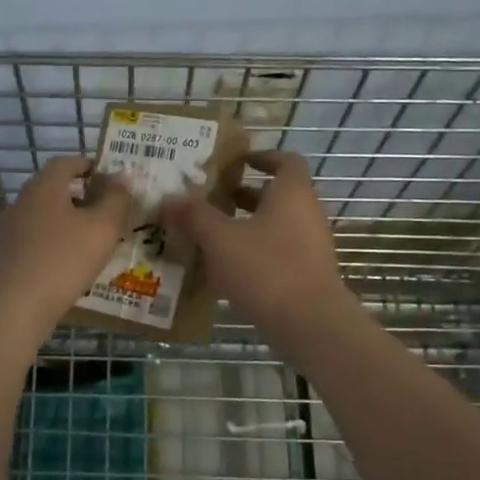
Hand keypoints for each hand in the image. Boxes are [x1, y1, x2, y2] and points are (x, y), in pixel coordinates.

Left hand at [0, 155, 132, 337]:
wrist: (17, 305)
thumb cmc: (64, 259)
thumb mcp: (102, 228)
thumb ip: (117, 199)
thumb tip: (123, 176)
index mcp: (44, 186)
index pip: (66, 162)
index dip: (88, 165)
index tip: (109, 177)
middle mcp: (22, 200)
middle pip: (54, 188)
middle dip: (81, 194)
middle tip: (107, 208)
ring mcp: (10, 228)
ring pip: (45, 214)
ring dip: (68, 219)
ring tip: (93, 237)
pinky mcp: (7, 253)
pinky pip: (36, 237)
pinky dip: (55, 240)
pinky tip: (70, 260)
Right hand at [158, 151, 354, 345]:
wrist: (310, 323)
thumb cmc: (265, 268)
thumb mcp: (220, 239)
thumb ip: (194, 216)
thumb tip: (168, 198)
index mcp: (292, 193)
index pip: (285, 160)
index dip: (261, 156)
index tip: (235, 161)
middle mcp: (307, 213)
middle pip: (277, 194)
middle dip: (244, 194)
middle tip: (211, 199)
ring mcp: (311, 245)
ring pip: (277, 224)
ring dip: (248, 225)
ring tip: (212, 233)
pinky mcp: (308, 273)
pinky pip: (279, 251)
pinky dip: (256, 251)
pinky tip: (228, 267)